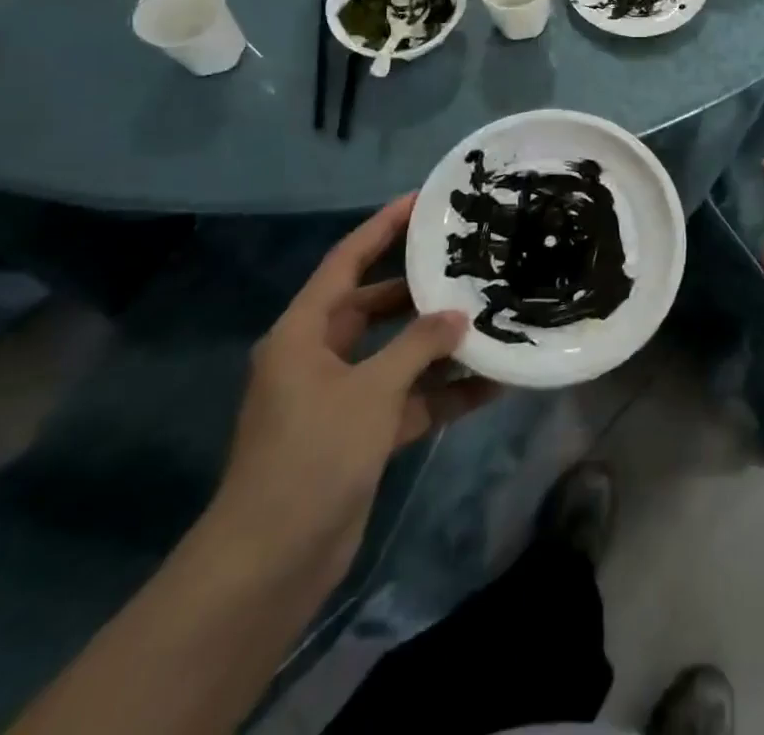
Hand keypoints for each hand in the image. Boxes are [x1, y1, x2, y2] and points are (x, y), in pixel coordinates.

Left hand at [212, 194, 498, 584]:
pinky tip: (492, 384)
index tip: (422, 200)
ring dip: (440, 345)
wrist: (271, 563)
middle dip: (422, 289)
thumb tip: (459, 316)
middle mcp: (320, 356)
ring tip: (492, 318)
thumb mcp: (370, 392)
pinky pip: (409, 398)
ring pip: (398, 354)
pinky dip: (443, 391)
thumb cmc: (312, 456)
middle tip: (470, 263)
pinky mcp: (361, 433)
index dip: (381, 228)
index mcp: (304, 333)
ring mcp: (342, 397)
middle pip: (377, 305)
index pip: (346, 261)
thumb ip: (419, 346)